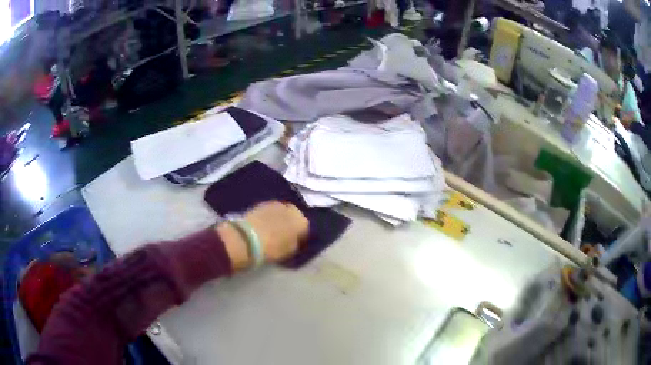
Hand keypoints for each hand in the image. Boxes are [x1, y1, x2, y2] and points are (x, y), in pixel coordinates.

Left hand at [217, 201, 308, 269]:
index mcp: (302, 221)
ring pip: (281, 211)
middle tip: (282, 234)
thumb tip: (294, 239)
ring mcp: (275, 204)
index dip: (299, 235)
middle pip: (293, 215)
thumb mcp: (289, 251)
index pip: (305, 227)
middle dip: (289, 223)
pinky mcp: (261, 203)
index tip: (293, 241)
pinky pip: (269, 211)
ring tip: (271, 229)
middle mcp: (291, 209)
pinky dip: (268, 216)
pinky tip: (262, 225)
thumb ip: (295, 243)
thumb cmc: (272, 248)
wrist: (247, 238)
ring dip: (278, 218)